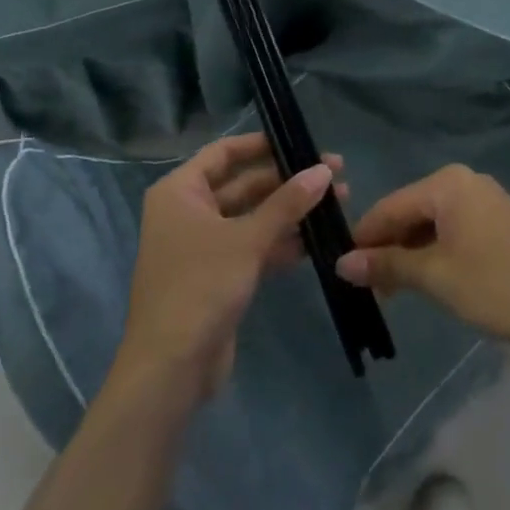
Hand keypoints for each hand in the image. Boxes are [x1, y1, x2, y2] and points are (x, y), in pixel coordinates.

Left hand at [117, 132, 342, 400]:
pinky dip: (281, 242)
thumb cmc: (200, 287)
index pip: (224, 152)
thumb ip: (287, 203)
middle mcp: (188, 211)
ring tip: (338, 204)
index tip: (301, 141)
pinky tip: (318, 241)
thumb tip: (324, 170)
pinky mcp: (218, 276)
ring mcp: (203, 245)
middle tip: (335, 175)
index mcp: (181, 191)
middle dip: (287, 181)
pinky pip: (253, 247)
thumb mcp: (246, 239)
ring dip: (290, 212)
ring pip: (252, 217)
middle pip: (243, 184)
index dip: (262, 144)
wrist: (171, 368)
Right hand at [335, 164, 509, 350]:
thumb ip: (387, 266)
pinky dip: (437, 250)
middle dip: (389, 247)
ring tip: (397, 290)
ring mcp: (486, 198)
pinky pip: (455, 228)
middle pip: (411, 211)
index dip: (364, 238)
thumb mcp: (435, 278)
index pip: (389, 206)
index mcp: (447, 184)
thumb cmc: (496, 286)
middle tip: (371, 287)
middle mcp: (465, 181)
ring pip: (432, 222)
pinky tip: (431, 278)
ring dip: (412, 252)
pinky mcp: (501, 219)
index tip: (344, 269)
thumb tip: (342, 264)